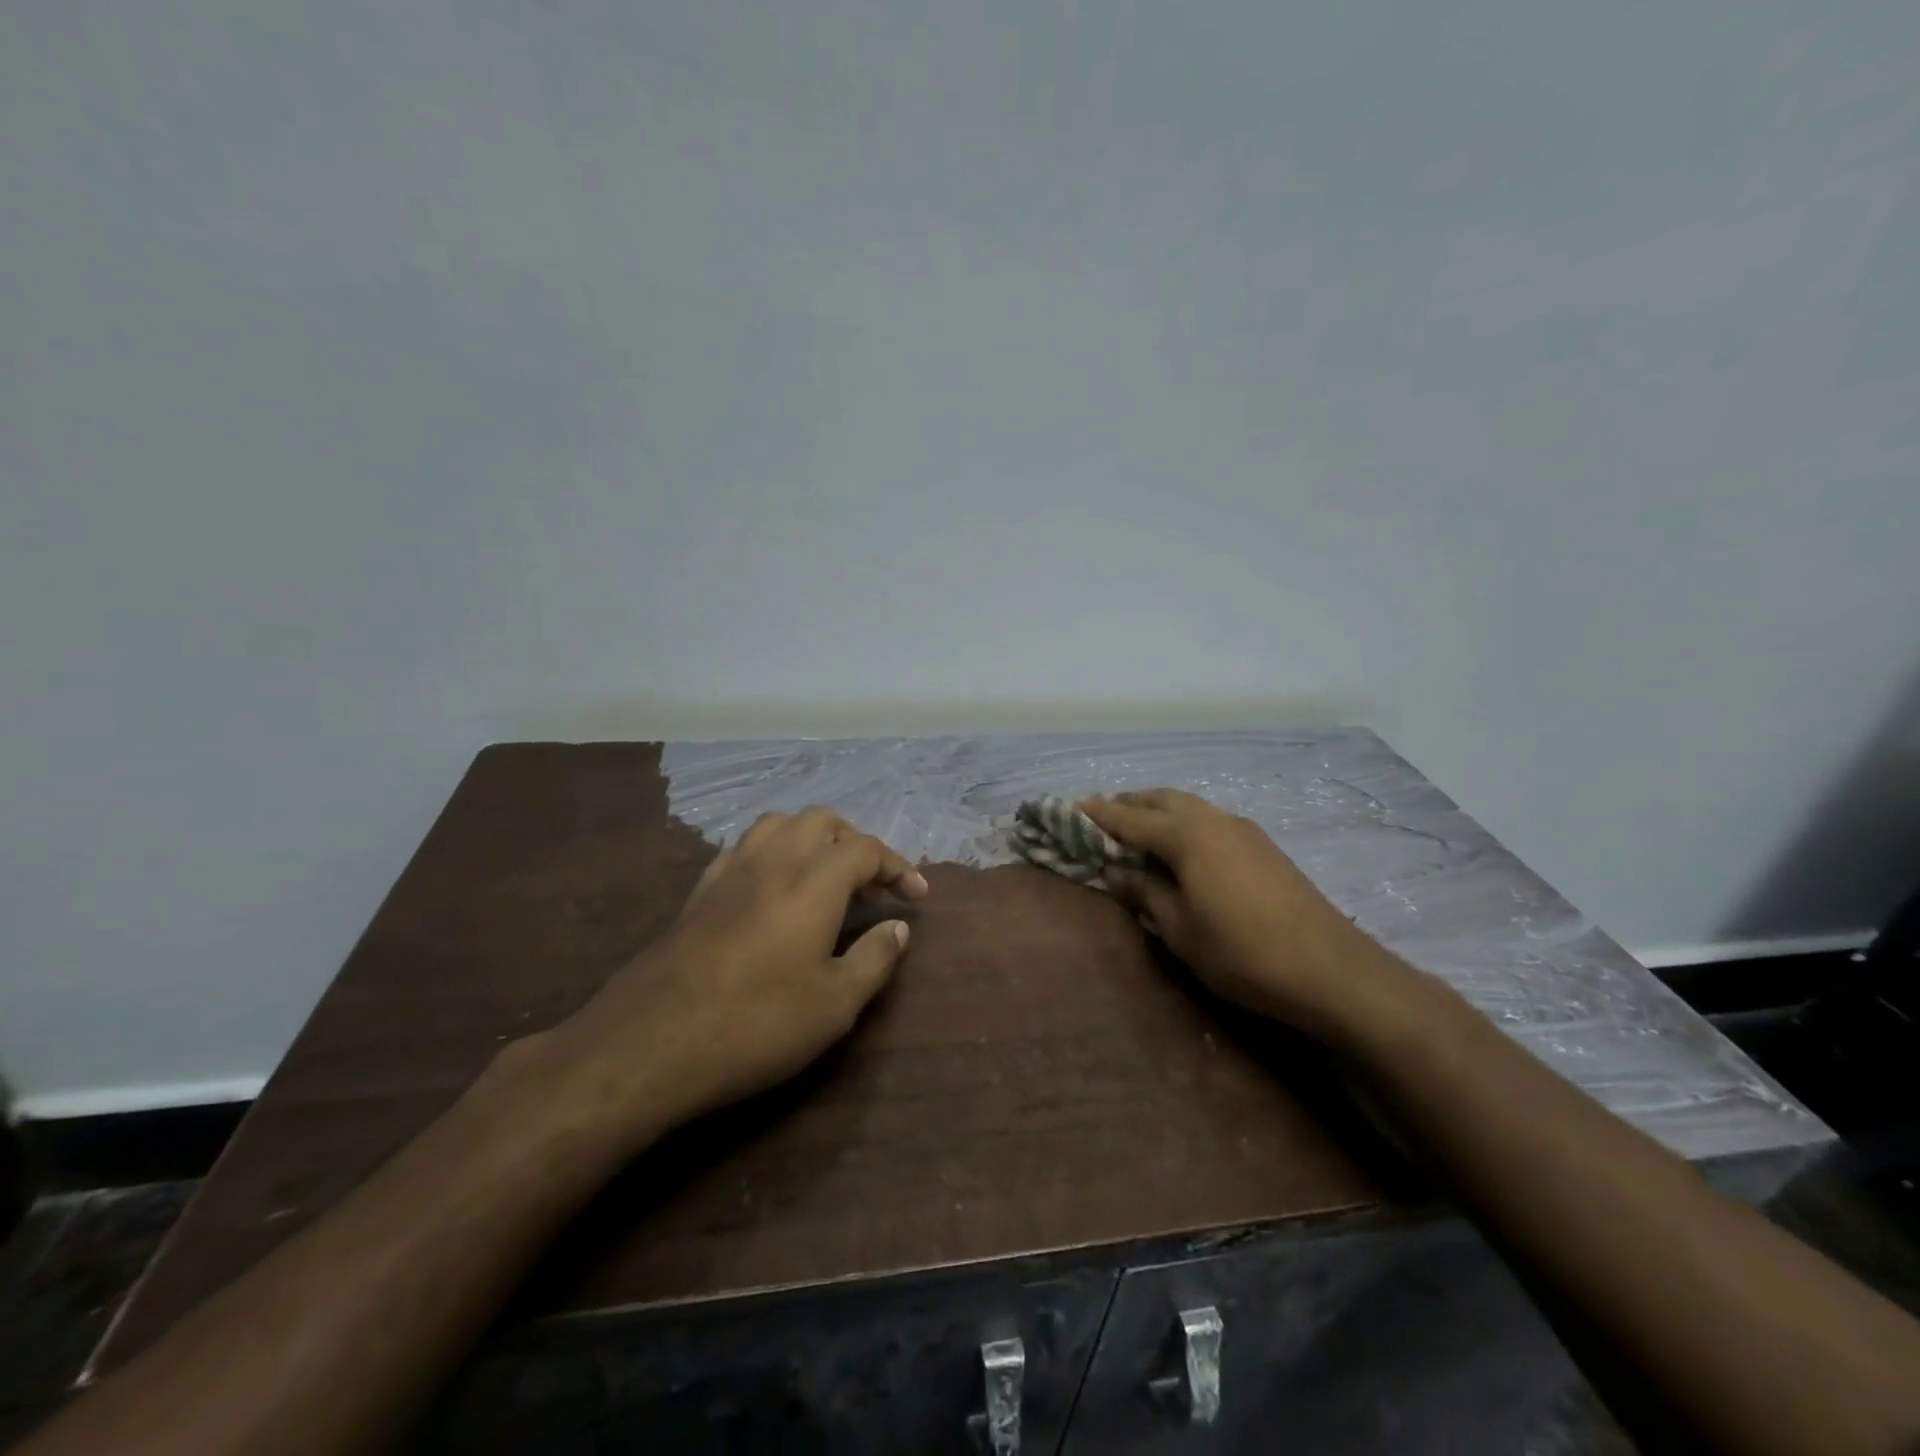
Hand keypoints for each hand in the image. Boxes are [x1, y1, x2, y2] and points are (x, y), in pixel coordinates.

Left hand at [545, 808, 927, 1138]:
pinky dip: (772, 853)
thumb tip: (898, 928)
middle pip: (822, 821)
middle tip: (871, 885)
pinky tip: (772, 890)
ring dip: (810, 838)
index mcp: (813, 880)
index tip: (916, 895)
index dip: (898, 866)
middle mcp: (773, 860)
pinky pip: (744, 848)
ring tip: (824, 876)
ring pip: (778, 825)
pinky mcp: (699, 891)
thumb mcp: (834, 1005)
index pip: (866, 848)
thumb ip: (874, 959)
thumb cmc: (756, 1023)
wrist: (650, 1042)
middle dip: (855, 842)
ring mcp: (730, 871)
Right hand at [1080, 789, 1397, 1038]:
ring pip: (1188, 806)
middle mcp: (1213, 819)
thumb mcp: (1179, 928)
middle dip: (1127, 804)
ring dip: (1157, 811)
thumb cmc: (1242, 952)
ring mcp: (1242, 829)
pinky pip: (1209, 819)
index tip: (1068, 809)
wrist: (1330, 969)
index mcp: (1186, 835)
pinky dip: (1183, 822)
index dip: (1096, 814)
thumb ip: (1144, 892)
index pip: (1128, 817)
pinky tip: (1181, 849)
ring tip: (1136, 831)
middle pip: (1160, 799)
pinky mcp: (1262, 845)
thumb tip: (1115, 871)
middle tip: (1100, 819)